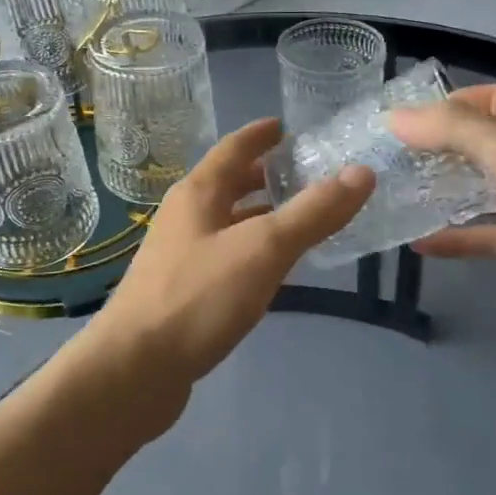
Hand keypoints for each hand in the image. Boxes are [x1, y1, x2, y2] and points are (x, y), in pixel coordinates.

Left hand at [85, 118, 372, 404]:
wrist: (134, 368)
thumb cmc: (197, 297)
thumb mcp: (263, 249)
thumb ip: (312, 212)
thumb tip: (361, 172)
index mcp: (198, 193)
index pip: (233, 148)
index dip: (260, 134)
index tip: (287, 125)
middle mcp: (186, 216)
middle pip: (229, 184)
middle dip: (265, 176)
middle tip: (308, 173)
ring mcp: (181, 255)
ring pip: (228, 222)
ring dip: (262, 215)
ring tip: (302, 217)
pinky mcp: (183, 291)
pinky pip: (226, 256)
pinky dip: (253, 250)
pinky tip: (275, 268)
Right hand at [389, 84, 495, 361]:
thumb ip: (455, 129)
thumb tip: (397, 118)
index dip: (468, 99)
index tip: (420, 116)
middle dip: (452, 142)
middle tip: (404, 152)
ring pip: (494, 186)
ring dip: (454, 186)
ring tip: (408, 189)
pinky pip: (494, 232)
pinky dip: (462, 235)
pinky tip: (423, 243)